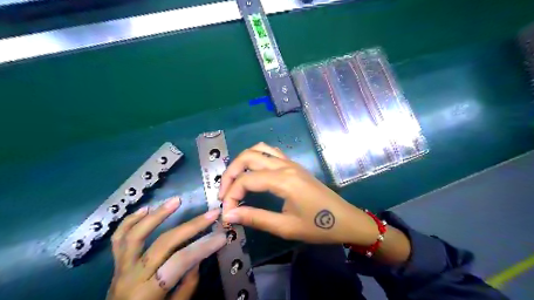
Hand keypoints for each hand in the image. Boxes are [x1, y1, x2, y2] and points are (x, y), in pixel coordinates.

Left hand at [107, 197, 223, 299]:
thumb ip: (187, 286)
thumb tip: (197, 257)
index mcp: (148, 292)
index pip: (180, 261)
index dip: (203, 246)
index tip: (222, 236)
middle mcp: (132, 276)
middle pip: (164, 243)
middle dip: (192, 226)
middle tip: (211, 213)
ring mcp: (120, 267)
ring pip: (136, 234)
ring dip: (157, 215)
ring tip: (176, 200)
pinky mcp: (115, 263)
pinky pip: (118, 238)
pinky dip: (130, 220)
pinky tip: (145, 209)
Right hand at [219, 142, 381, 245]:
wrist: (345, 220)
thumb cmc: (318, 226)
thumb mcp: (286, 227)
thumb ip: (255, 218)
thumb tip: (229, 215)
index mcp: (283, 180)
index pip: (246, 181)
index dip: (231, 196)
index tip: (227, 213)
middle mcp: (284, 166)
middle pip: (248, 157)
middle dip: (230, 173)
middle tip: (224, 193)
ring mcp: (290, 162)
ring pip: (259, 149)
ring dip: (242, 161)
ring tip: (235, 180)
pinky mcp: (294, 165)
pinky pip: (271, 152)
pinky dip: (256, 157)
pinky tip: (254, 172)